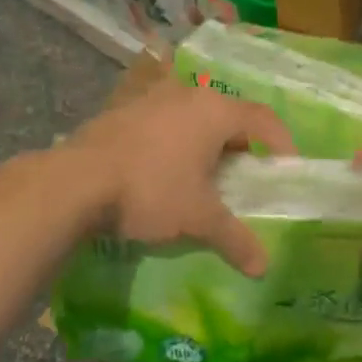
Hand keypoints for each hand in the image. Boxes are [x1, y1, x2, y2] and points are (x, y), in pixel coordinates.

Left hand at [61, 77, 294, 275]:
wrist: (75, 183)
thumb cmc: (151, 192)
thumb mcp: (198, 218)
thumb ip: (235, 239)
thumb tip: (263, 268)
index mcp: (214, 111)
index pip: (263, 119)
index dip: (282, 143)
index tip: (286, 169)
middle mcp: (186, 93)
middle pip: (228, 114)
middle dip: (241, 145)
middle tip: (244, 177)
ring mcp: (150, 98)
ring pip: (192, 115)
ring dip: (205, 141)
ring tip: (203, 175)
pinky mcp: (122, 109)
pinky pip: (163, 120)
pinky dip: (174, 140)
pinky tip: (163, 168)